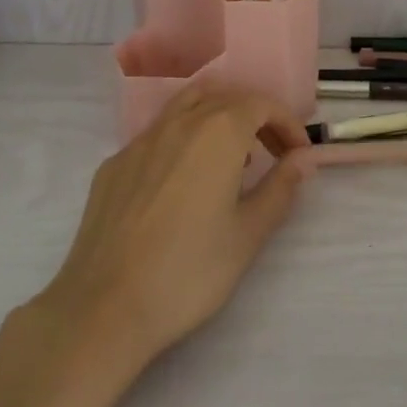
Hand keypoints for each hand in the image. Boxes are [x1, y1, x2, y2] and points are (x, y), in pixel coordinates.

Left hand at [40, 85, 312, 365]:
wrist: (104, 308)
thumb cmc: (189, 271)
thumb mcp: (248, 234)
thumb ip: (280, 188)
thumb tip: (303, 158)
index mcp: (218, 132)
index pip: (261, 105)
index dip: (286, 123)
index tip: (299, 154)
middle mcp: (178, 122)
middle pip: (225, 99)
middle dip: (256, 118)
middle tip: (274, 153)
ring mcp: (140, 141)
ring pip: (187, 106)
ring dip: (218, 119)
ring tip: (232, 159)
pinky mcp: (114, 164)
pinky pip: (157, 135)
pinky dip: (183, 140)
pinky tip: (183, 182)